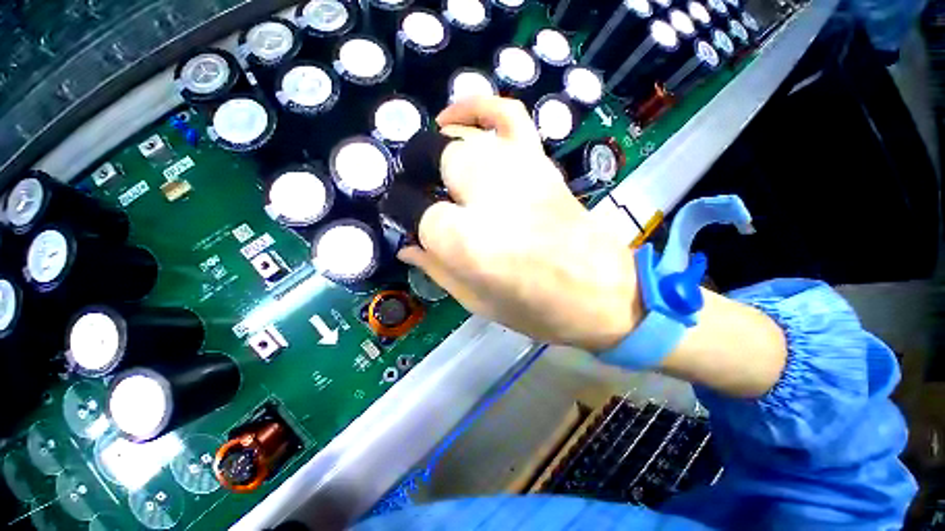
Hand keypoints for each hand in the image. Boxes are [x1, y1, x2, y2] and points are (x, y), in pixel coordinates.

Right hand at [398, 96, 641, 350]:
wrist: (598, 292)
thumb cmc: (534, 307)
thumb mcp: (474, 300)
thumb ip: (435, 268)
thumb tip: (406, 247)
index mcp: (460, 237)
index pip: (409, 208)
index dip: (403, 215)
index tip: (405, 224)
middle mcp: (481, 192)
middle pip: (429, 161)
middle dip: (417, 178)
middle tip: (423, 199)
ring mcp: (513, 167)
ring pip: (458, 137)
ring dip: (438, 150)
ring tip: (434, 167)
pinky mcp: (537, 160)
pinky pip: (505, 114)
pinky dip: (477, 107)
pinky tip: (457, 117)